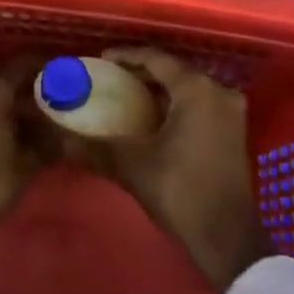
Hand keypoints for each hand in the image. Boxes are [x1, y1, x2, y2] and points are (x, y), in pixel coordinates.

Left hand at [0, 57, 53, 245]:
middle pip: (8, 77)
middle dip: (31, 86)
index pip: (25, 64)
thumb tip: (69, 133)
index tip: (66, 74)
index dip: (47, 67)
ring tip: (38, 115)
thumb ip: (50, 140)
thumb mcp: (29, 161)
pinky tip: (14, 128)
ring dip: (13, 100)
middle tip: (56, 97)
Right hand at [97, 47, 275, 293]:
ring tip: (128, 93)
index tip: (101, 59)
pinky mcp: (235, 130)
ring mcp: (232, 111)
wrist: (227, 238)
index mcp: (196, 89)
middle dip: (143, 71)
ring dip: (161, 89)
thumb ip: (94, 147)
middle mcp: (218, 91)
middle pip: (174, 70)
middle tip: (112, 76)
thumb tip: (58, 138)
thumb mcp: (132, 165)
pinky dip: (177, 103)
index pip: (156, 59)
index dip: (127, 56)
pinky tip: (154, 116)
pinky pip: (201, 103)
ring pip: (189, 87)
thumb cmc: (180, 192)